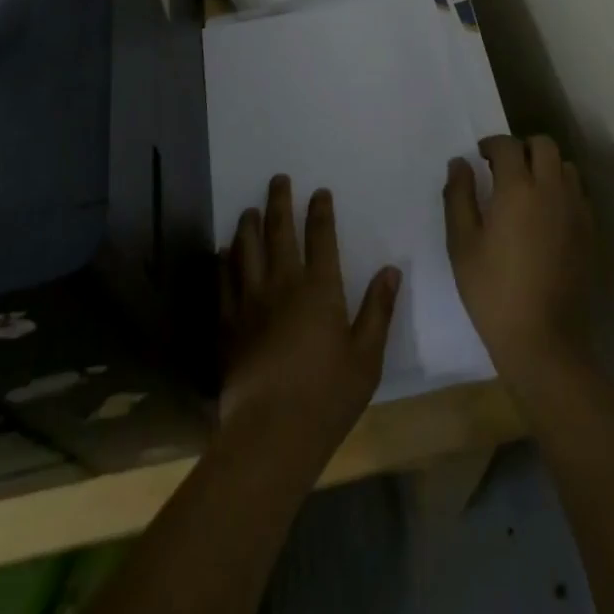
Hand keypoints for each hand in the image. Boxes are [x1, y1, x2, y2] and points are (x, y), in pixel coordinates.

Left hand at [219, 175, 400, 456]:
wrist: (270, 433)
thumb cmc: (327, 396)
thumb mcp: (366, 357)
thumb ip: (378, 310)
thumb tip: (390, 270)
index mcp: (319, 289)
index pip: (321, 238)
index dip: (320, 212)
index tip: (319, 192)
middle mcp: (282, 284)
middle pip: (279, 232)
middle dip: (279, 202)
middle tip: (277, 179)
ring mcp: (250, 302)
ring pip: (246, 249)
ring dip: (248, 225)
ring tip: (250, 209)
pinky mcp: (228, 324)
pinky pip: (224, 282)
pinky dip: (224, 262)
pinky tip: (223, 252)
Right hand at [444, 134, 594, 384]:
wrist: (545, 341)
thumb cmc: (493, 291)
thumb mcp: (461, 244)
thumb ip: (459, 195)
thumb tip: (460, 162)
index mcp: (518, 189)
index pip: (508, 145)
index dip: (492, 144)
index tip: (480, 156)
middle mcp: (552, 190)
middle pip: (544, 145)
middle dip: (522, 148)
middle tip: (503, 169)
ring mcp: (577, 211)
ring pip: (566, 167)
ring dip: (546, 167)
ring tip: (527, 190)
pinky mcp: (591, 233)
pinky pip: (578, 194)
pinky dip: (562, 191)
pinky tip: (546, 216)